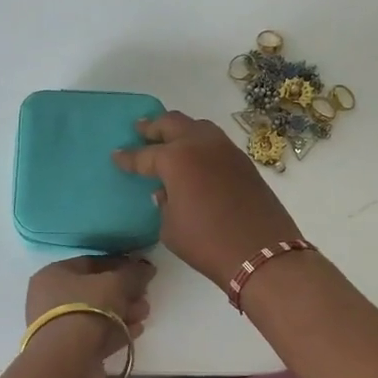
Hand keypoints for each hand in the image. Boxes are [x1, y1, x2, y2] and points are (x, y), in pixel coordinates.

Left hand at [22, 255, 154, 377]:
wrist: (67, 364)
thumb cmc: (85, 310)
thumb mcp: (114, 284)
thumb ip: (132, 273)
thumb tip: (146, 267)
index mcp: (53, 275)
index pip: (90, 263)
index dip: (118, 264)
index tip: (141, 269)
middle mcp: (51, 299)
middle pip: (95, 289)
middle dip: (124, 291)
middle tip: (145, 293)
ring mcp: (60, 327)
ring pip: (98, 314)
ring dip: (124, 311)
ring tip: (145, 311)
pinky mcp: (71, 352)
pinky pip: (98, 335)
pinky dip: (117, 331)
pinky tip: (137, 329)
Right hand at [112, 112, 304, 284]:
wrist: (261, 253)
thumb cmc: (207, 243)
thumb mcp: (171, 227)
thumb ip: (163, 203)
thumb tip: (167, 191)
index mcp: (176, 158)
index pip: (145, 155)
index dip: (128, 158)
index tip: (116, 156)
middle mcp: (201, 144)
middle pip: (172, 124)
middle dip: (153, 126)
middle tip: (140, 130)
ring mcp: (226, 150)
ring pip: (198, 127)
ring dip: (180, 129)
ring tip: (168, 138)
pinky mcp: (244, 161)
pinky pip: (216, 142)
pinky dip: (200, 143)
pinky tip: (195, 157)